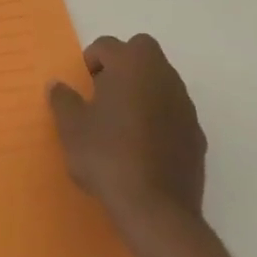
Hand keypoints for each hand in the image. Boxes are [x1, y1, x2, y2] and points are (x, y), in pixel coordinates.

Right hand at [48, 34, 205, 228]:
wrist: (157, 210)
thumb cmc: (107, 156)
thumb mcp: (71, 127)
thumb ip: (63, 100)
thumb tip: (59, 86)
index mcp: (130, 65)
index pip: (108, 45)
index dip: (92, 60)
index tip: (83, 86)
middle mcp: (162, 76)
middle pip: (143, 51)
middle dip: (124, 64)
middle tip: (105, 93)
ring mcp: (184, 105)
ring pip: (162, 80)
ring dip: (143, 90)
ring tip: (123, 122)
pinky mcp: (197, 135)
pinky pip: (174, 112)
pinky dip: (160, 117)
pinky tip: (144, 147)